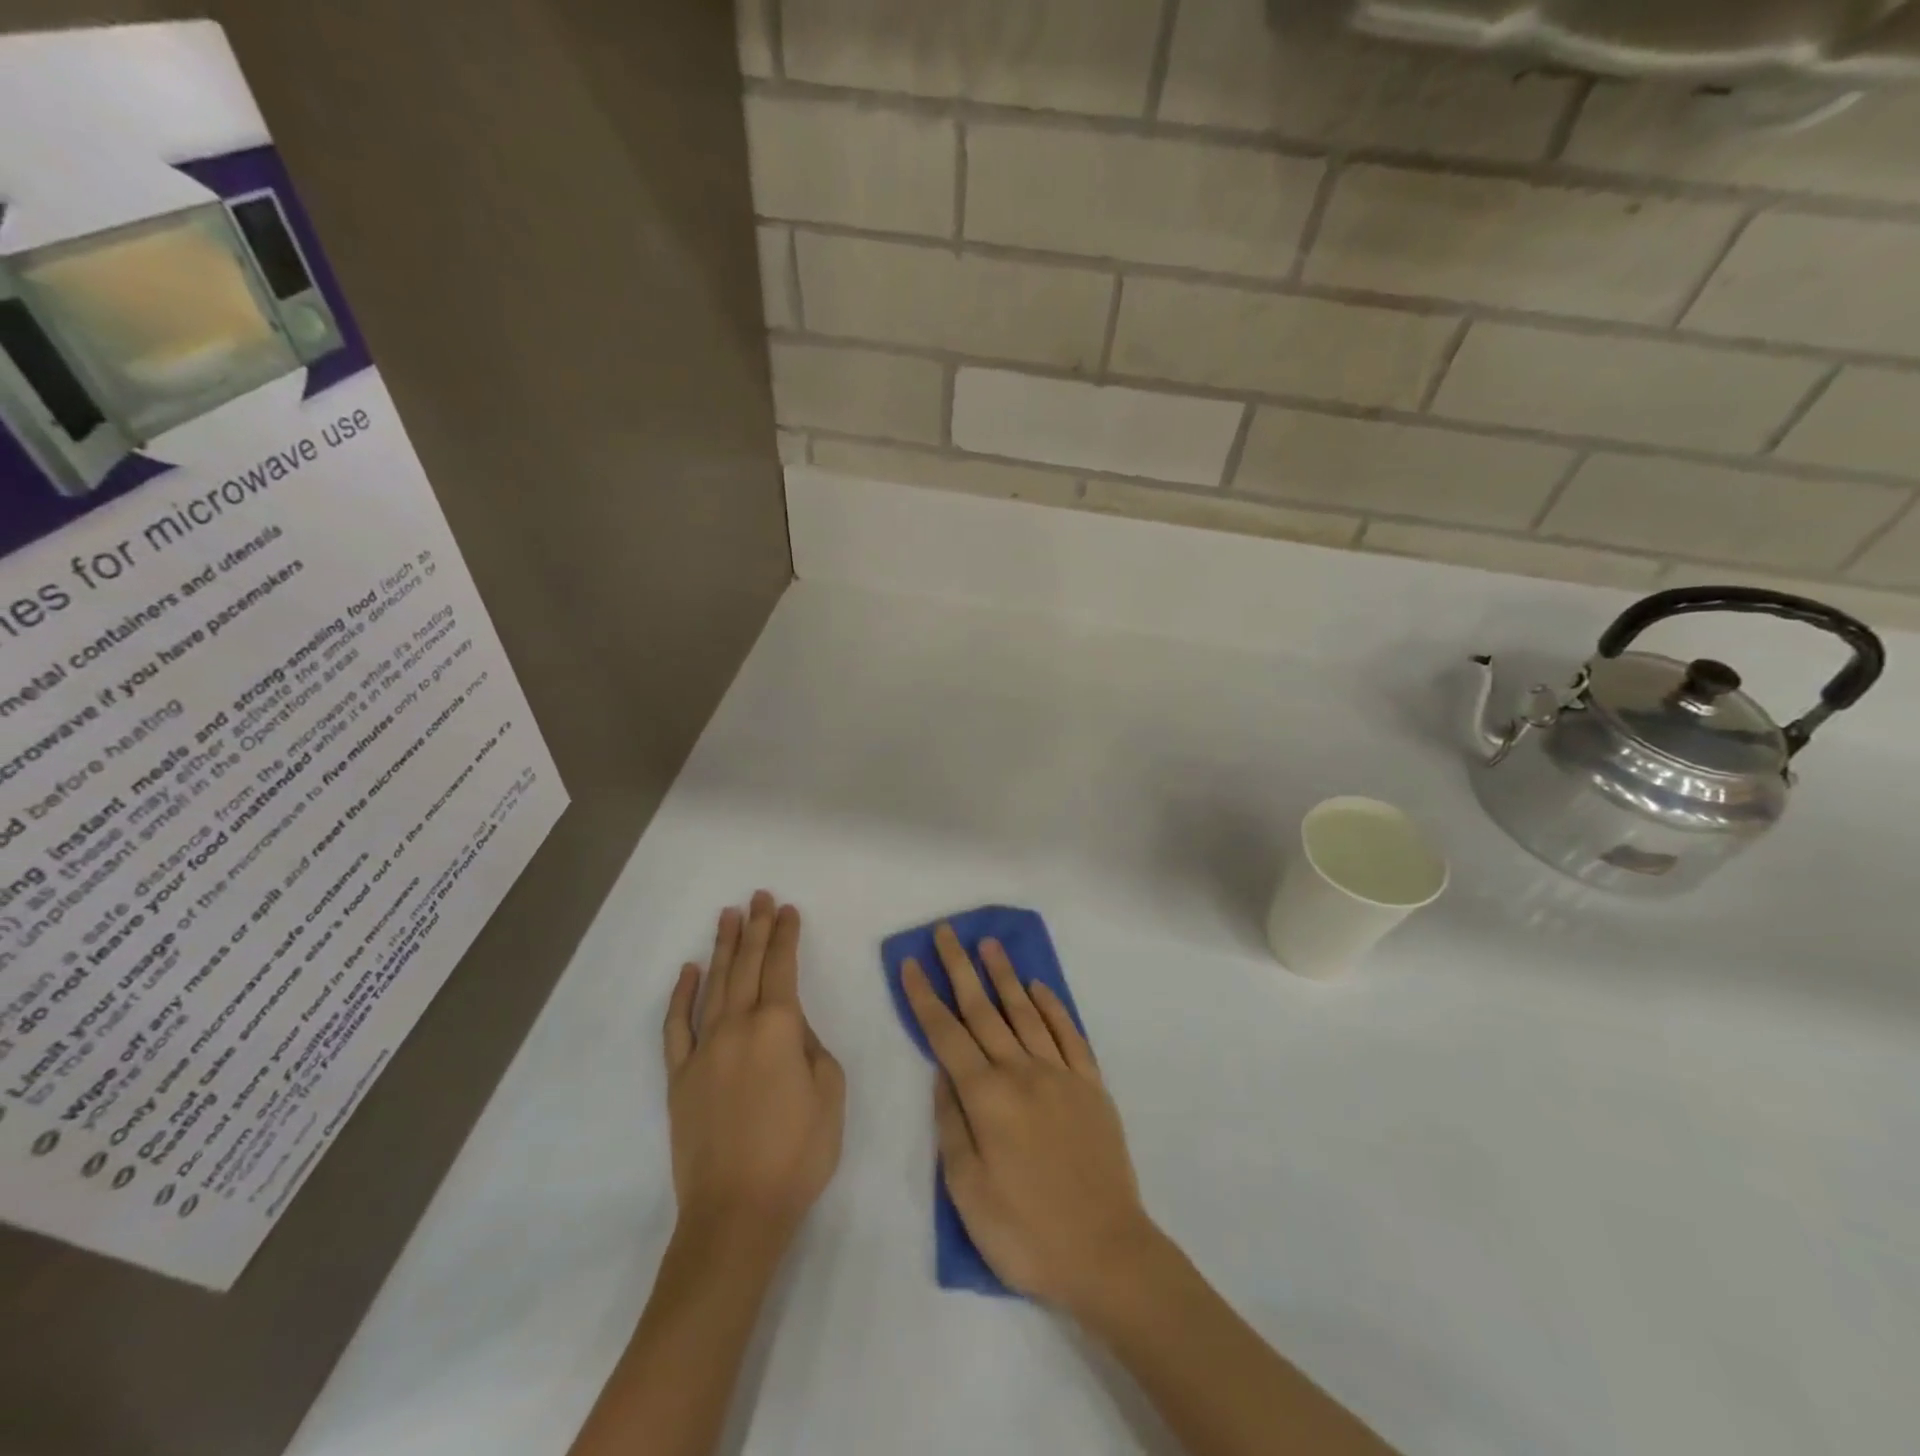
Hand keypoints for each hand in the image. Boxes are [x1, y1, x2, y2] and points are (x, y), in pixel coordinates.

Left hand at [662, 893, 845, 1250]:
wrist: (736, 1213)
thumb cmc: (797, 1154)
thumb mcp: (830, 1094)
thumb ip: (814, 1048)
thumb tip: (793, 1028)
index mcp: (779, 1028)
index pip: (782, 967)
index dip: (785, 935)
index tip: (787, 909)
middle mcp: (737, 1027)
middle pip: (747, 966)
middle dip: (755, 927)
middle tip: (758, 896)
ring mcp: (703, 1050)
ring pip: (713, 985)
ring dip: (723, 948)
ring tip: (728, 916)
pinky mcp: (680, 1077)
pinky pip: (677, 1026)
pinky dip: (681, 995)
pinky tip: (688, 971)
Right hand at [902, 924, 1156, 1313]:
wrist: (1107, 1252)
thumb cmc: (1026, 1232)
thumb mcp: (967, 1192)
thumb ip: (951, 1126)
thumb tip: (943, 1075)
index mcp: (987, 1097)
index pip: (946, 1034)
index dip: (925, 997)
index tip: (911, 963)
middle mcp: (1022, 1071)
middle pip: (983, 1010)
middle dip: (960, 968)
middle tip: (946, 932)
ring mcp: (1060, 1074)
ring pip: (1025, 1011)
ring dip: (1005, 975)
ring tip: (989, 944)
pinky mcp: (1091, 1085)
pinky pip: (1068, 1033)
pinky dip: (1051, 1006)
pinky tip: (1038, 988)